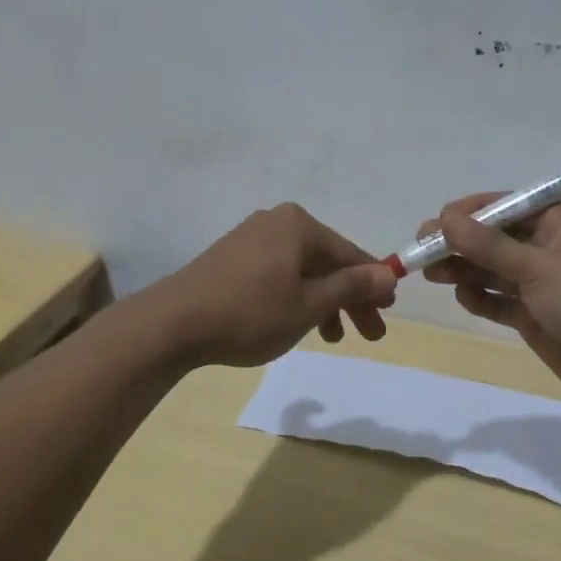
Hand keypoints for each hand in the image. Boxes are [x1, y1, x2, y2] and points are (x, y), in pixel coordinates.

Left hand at [155, 204, 397, 368]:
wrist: (172, 324)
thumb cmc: (250, 313)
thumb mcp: (309, 305)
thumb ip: (351, 287)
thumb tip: (389, 273)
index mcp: (299, 225)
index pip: (350, 254)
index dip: (373, 284)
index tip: (388, 312)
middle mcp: (277, 222)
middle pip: (327, 262)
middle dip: (350, 299)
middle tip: (369, 335)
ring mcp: (251, 237)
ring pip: (302, 270)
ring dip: (323, 302)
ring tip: (331, 338)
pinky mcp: (232, 256)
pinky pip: (279, 273)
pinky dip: (295, 297)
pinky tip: (296, 322)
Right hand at [418, 195, 560, 412]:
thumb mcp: (538, 266)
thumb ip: (489, 245)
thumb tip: (444, 219)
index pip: (507, 207)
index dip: (469, 213)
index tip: (436, 223)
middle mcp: (550, 248)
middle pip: (496, 239)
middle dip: (460, 243)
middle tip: (422, 251)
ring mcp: (544, 284)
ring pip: (494, 270)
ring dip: (465, 269)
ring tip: (432, 274)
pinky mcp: (537, 316)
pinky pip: (501, 301)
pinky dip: (481, 298)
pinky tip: (463, 296)